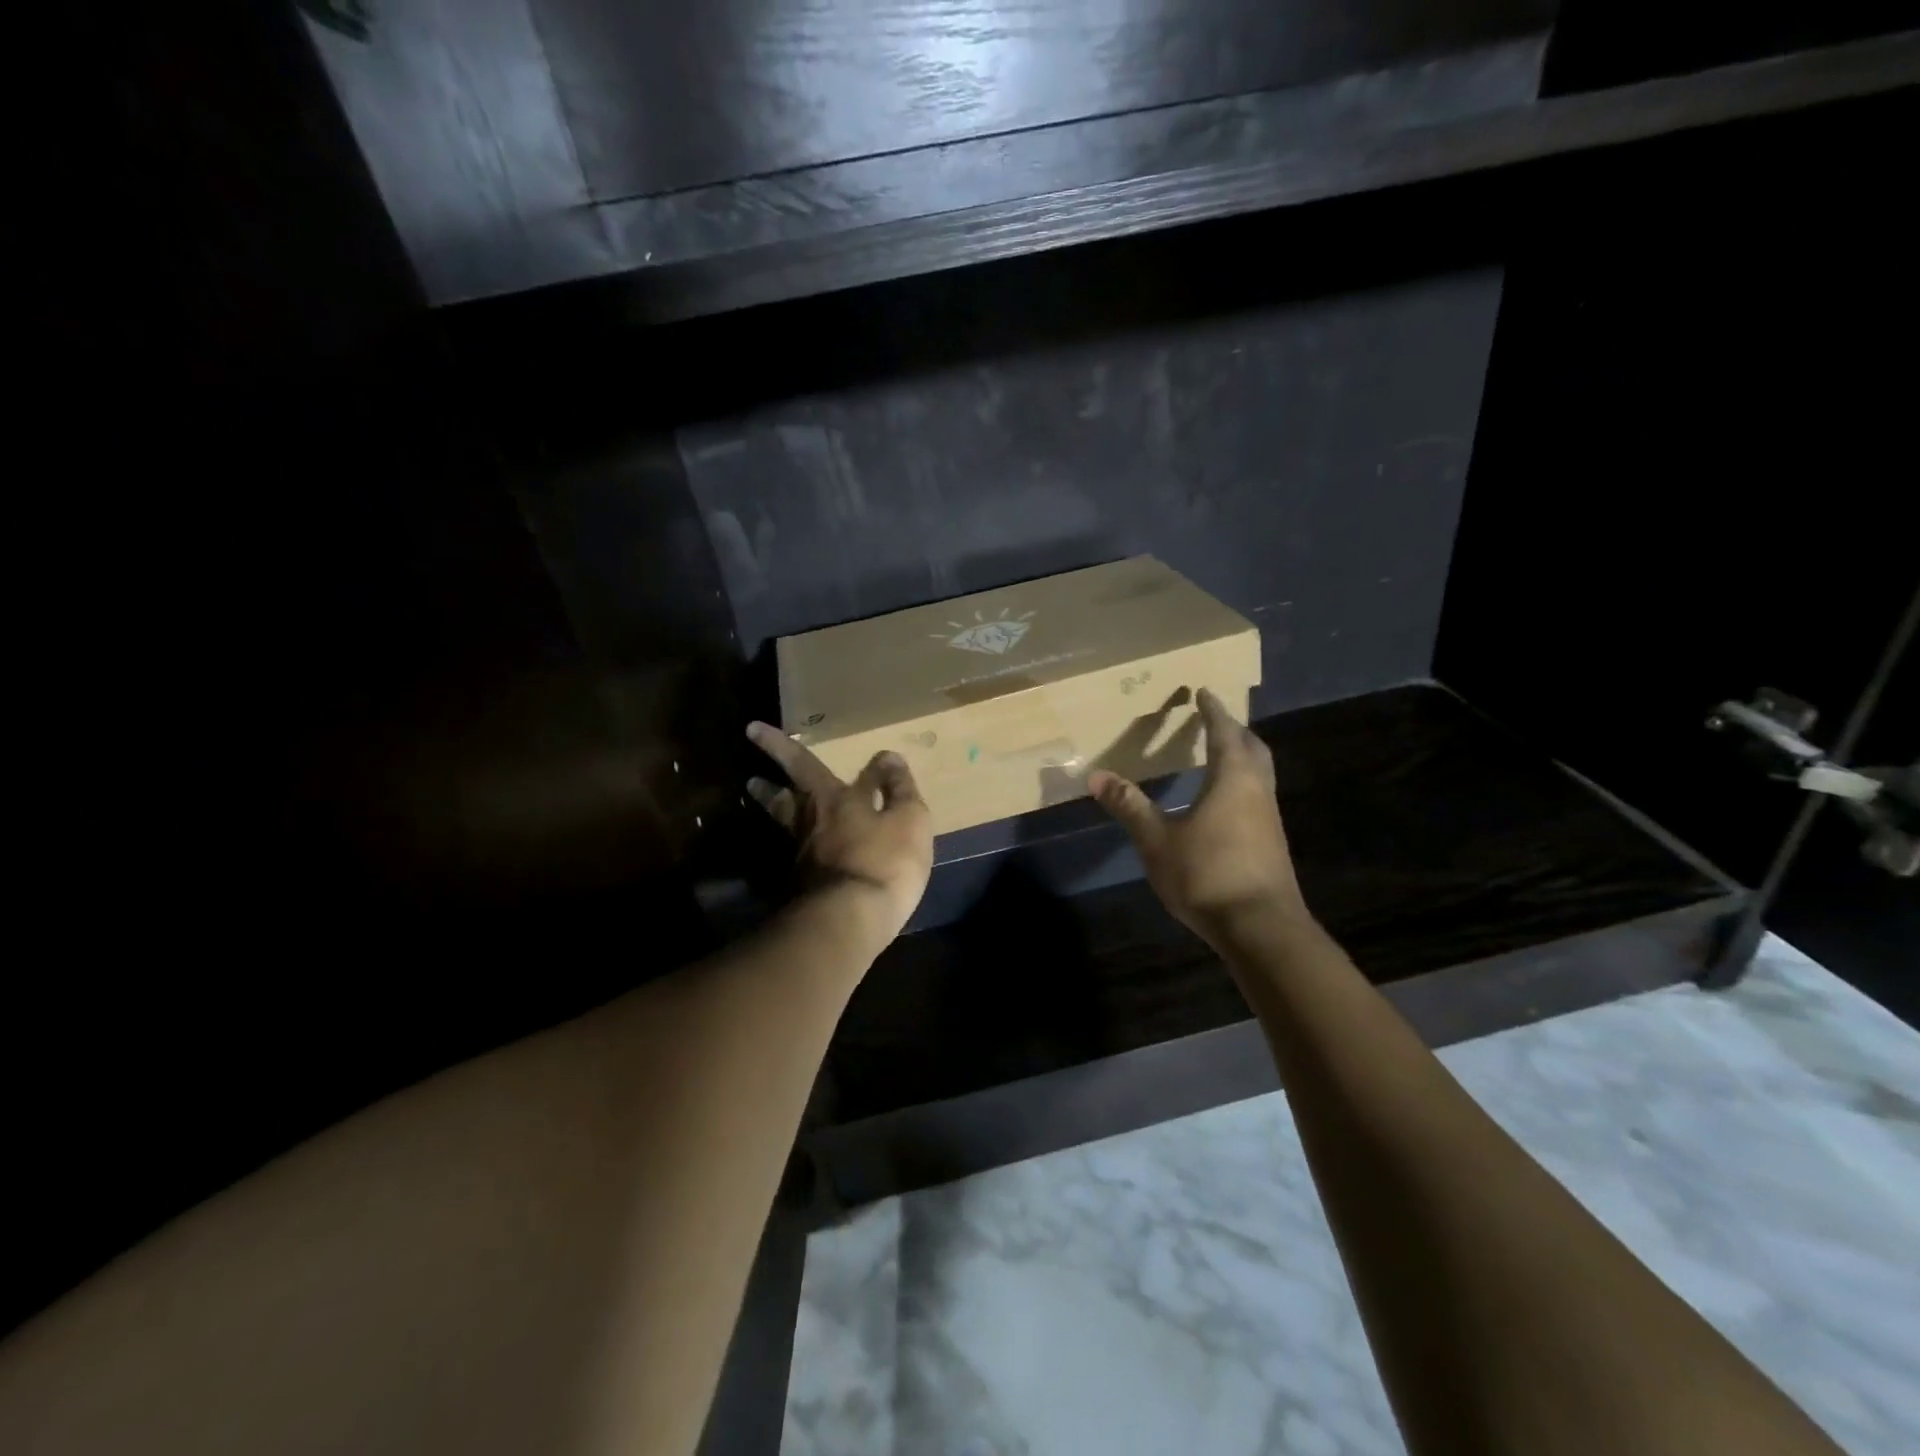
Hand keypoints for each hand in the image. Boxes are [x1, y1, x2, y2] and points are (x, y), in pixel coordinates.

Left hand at [745, 722, 933, 946]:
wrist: (850, 921)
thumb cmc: (885, 861)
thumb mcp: (908, 819)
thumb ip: (898, 788)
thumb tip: (888, 756)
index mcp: (834, 799)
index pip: (804, 763)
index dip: (784, 745)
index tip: (756, 729)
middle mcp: (810, 823)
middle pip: (784, 795)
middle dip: (768, 777)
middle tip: (747, 773)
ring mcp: (802, 857)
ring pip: (785, 823)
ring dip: (771, 805)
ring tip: (757, 793)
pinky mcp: (802, 888)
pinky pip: (796, 854)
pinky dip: (793, 842)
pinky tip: (796, 847)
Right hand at [1087, 688, 1305, 942]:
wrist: (1261, 927)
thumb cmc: (1207, 874)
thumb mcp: (1157, 840)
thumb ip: (1129, 805)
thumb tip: (1095, 775)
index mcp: (1233, 778)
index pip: (1224, 732)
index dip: (1213, 711)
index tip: (1204, 692)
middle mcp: (1257, 790)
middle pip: (1252, 748)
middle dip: (1234, 730)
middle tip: (1214, 721)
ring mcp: (1269, 818)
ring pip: (1259, 773)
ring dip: (1241, 757)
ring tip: (1218, 756)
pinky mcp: (1271, 843)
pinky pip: (1257, 796)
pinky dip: (1242, 784)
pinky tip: (1223, 803)